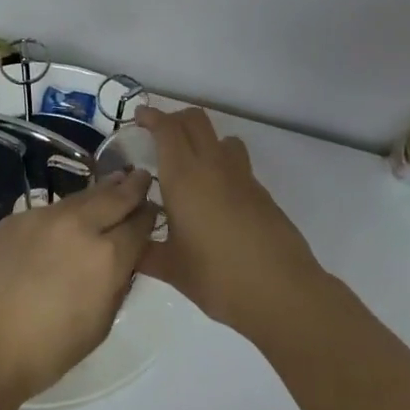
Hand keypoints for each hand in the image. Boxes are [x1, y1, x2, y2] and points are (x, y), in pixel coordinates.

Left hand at [0, 169, 157, 401]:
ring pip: (81, 197)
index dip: (150, 216)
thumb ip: (117, 284)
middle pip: (115, 196)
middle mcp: (80, 225)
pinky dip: (65, 212)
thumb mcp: (100, 324)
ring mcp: (45, 217)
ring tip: (112, 184)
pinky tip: (65, 220)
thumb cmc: (48, 349)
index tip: (153, 211)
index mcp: (108, 256)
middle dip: (132, 186)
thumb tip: (122, 260)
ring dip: (100, 191)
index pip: (140, 224)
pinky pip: (50, 210)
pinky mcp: (17, 217)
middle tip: (141, 176)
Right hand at [136, 106, 322, 339]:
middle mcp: (213, 166)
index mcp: (184, 177)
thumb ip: (145, 252)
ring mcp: (242, 177)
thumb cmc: (218, 277)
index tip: (138, 118)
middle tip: (158, 136)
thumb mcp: (172, 269)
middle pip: (195, 120)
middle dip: (175, 119)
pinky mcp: (261, 192)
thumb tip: (127, 246)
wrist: (282, 293)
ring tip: (189, 164)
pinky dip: (221, 164)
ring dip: (203, 139)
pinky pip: (237, 163)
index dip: (151, 117)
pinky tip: (213, 197)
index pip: (167, 129)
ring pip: (221, 137)